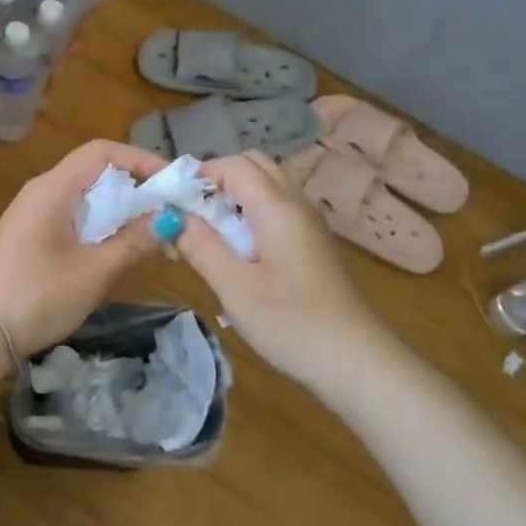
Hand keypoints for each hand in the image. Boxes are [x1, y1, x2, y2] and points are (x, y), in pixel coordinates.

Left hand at [0, 140, 166, 356]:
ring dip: (120, 208)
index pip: (102, 152)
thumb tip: (169, 220)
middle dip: (135, 186)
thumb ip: (135, 242)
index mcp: (52, 189)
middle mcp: (41, 192)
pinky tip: (119, 246)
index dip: (140, 160)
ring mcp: (33, 214)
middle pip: (95, 171)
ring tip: (153, 230)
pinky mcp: (31, 236)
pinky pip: (73, 216)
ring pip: (85, 196)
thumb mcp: (94, 272)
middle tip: (169, 210)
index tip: (172, 184)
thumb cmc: (38, 296)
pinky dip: (101, 223)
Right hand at [172, 151, 386, 385]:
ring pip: (264, 188)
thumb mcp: (234, 287)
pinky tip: (235, 255)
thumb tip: (169, 216)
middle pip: (252, 166)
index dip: (198, 176)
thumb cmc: (291, 323)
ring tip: (206, 238)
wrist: (355, 362)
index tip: (171, 206)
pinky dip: (248, 217)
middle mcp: (296, 204)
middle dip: (215, 182)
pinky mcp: (310, 244)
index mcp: (277, 207)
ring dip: (231, 201)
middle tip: (189, 218)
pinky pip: (274, 211)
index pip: (233, 164)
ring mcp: (307, 224)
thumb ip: (199, 245)